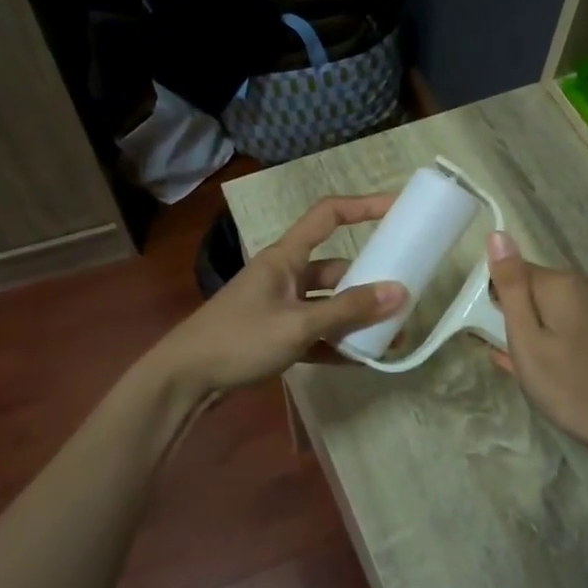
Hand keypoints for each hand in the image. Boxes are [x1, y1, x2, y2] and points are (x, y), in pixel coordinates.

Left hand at [157, 196, 407, 394]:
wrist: (184, 380)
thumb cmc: (239, 339)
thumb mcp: (298, 324)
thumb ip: (348, 310)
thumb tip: (400, 293)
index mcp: (285, 257)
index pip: (328, 215)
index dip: (363, 206)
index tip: (397, 209)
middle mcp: (284, 276)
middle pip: (335, 269)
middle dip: (368, 283)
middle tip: (403, 298)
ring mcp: (279, 307)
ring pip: (327, 305)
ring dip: (355, 319)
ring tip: (390, 337)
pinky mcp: (274, 336)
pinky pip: (315, 333)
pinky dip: (335, 344)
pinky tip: (360, 360)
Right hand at [487, 231, 587, 465]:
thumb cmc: (568, 386)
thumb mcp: (526, 338)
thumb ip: (510, 286)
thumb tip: (498, 234)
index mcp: (563, 283)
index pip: (513, 273)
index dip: (497, 304)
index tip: (498, 336)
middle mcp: (585, 287)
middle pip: (532, 291)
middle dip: (516, 319)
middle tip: (514, 357)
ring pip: (549, 312)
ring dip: (532, 334)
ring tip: (530, 372)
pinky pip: (567, 327)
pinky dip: (551, 343)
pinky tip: (546, 373)